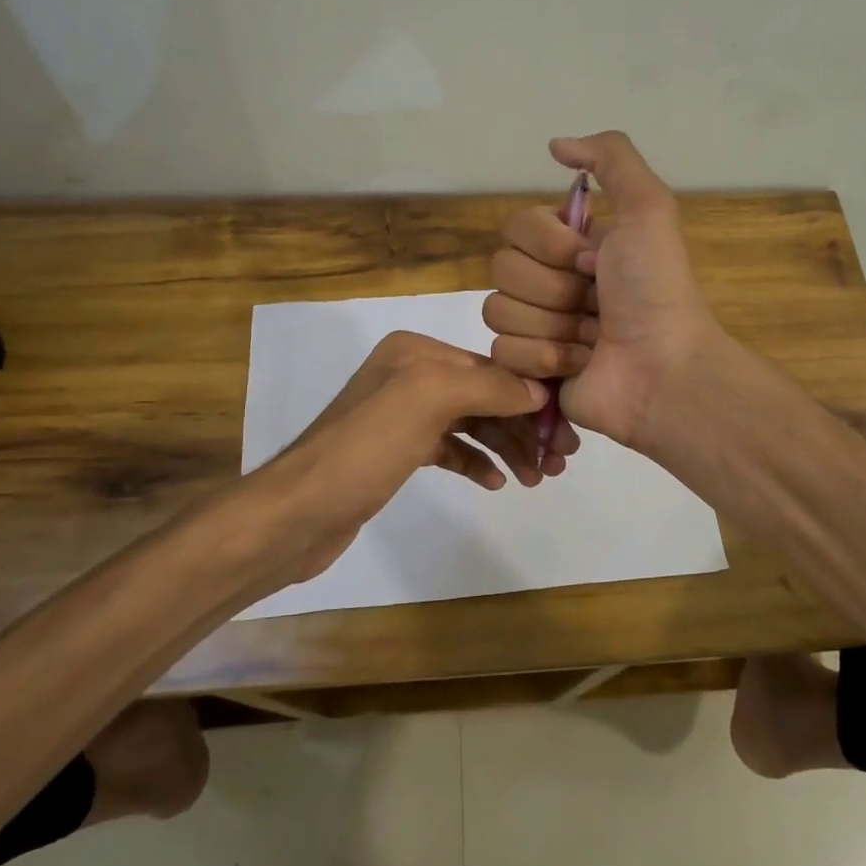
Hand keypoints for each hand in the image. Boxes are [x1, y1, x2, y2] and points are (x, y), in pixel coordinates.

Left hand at [257, 331, 550, 584]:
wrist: (299, 512)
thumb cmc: (366, 448)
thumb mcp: (429, 400)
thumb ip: (488, 387)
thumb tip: (539, 392)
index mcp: (416, 352)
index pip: (491, 366)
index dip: (532, 396)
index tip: (566, 430)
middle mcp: (410, 375)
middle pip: (484, 395)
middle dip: (522, 425)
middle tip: (558, 461)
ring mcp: (402, 415)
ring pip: (471, 424)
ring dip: (505, 447)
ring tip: (537, 477)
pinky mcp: (397, 452)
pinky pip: (450, 448)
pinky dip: (475, 461)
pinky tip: (496, 482)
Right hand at [484, 131, 723, 451]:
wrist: (662, 370)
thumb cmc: (655, 290)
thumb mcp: (648, 208)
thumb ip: (610, 159)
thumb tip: (555, 145)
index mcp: (571, 245)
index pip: (516, 227)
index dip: (549, 245)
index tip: (593, 260)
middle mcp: (550, 281)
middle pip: (502, 270)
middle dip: (553, 289)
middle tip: (595, 303)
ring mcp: (537, 327)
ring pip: (498, 311)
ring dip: (552, 326)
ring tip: (591, 339)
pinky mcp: (528, 370)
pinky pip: (502, 352)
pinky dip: (544, 359)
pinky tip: (578, 365)